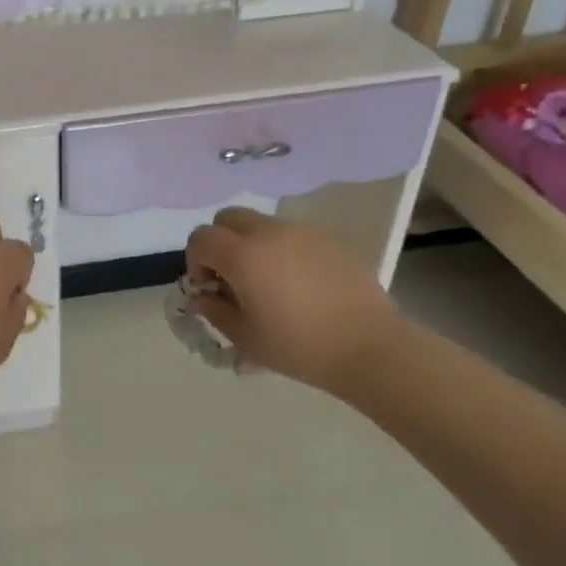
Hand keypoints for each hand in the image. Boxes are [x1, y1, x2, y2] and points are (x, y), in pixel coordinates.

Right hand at [184, 206, 405, 395]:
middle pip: (228, 218)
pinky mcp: (329, 240)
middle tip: (232, 277)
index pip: (201, 238)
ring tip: (268, 283)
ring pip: (262, 224)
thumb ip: (214, 310)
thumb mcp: (245, 337)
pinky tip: (299, 285)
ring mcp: (303, 232)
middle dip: (221, 242)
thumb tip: (201, 295)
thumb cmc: (298, 346)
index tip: (209, 288)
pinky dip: (283, 251)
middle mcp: (269, 233)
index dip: (196, 261)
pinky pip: (292, 235)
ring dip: (252, 245)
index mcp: (243, 255)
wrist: (369, 347)